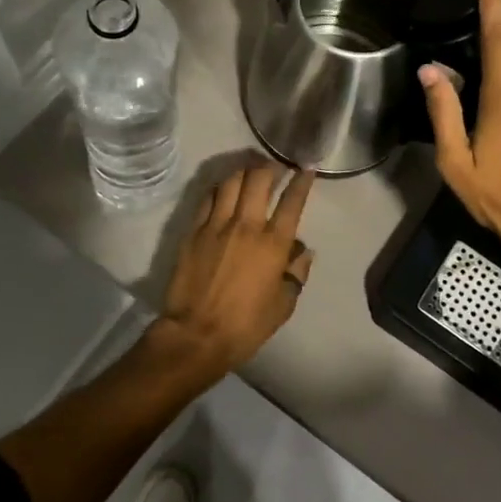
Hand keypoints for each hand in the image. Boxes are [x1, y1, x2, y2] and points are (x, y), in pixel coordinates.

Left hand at [156, 160, 315, 376]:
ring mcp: (217, 225)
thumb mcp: (283, 305)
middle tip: (274, 166)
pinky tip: (223, 188)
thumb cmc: (246, 325)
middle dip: (269, 166)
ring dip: (243, 171)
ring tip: (249, 170)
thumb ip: (296, 273)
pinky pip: (208, 198)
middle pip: (259, 179)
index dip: (302, 181)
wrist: (196, 335)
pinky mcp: (194, 230)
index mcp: (273, 244)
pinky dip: (219, 187)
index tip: (306, 169)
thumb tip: (302, 251)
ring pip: (231, 182)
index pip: (292, 201)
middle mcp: (247, 225)